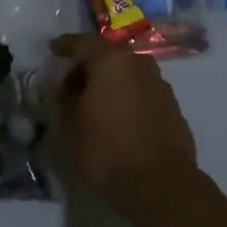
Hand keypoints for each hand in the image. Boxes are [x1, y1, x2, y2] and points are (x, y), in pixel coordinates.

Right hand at [49, 34, 197, 207]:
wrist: (160, 183)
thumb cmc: (106, 149)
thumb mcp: (71, 126)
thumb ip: (65, 100)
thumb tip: (67, 88)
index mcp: (111, 60)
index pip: (84, 43)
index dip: (66, 45)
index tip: (53, 50)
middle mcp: (139, 63)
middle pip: (109, 57)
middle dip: (89, 68)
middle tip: (72, 86)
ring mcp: (160, 84)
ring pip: (128, 75)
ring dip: (111, 84)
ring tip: (95, 106)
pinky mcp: (173, 106)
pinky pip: (142, 93)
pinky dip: (128, 99)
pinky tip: (118, 120)